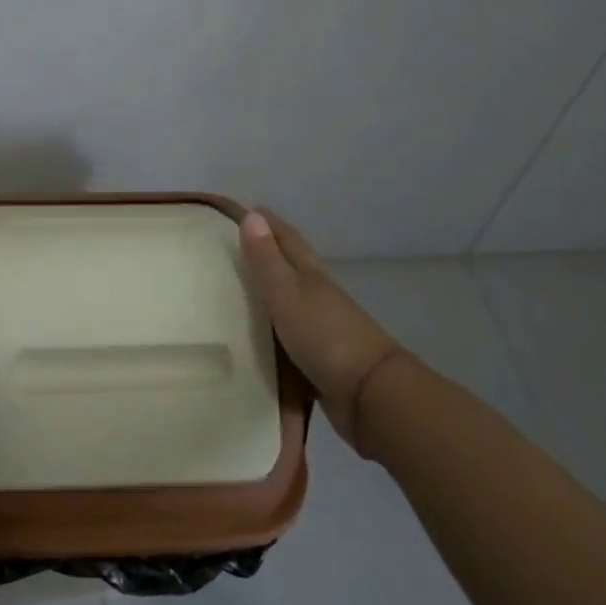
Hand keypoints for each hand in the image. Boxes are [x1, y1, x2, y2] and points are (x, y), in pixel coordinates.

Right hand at [240, 208, 404, 453]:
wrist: (370, 395)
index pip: (287, 239)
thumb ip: (268, 260)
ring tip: (237, 289)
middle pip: (291, 266)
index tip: (246, 209)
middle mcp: (318, 295)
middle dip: (268, 252)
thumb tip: (252, 215)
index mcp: (311, 276)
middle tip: (235, 245)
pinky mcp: (320, 359)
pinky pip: (288, 335)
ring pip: (290, 300)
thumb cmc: (325, 336)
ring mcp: (322, 327)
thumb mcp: (288, 294)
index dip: (268, 223)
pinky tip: (256, 334)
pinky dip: (273, 328)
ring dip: (270, 292)